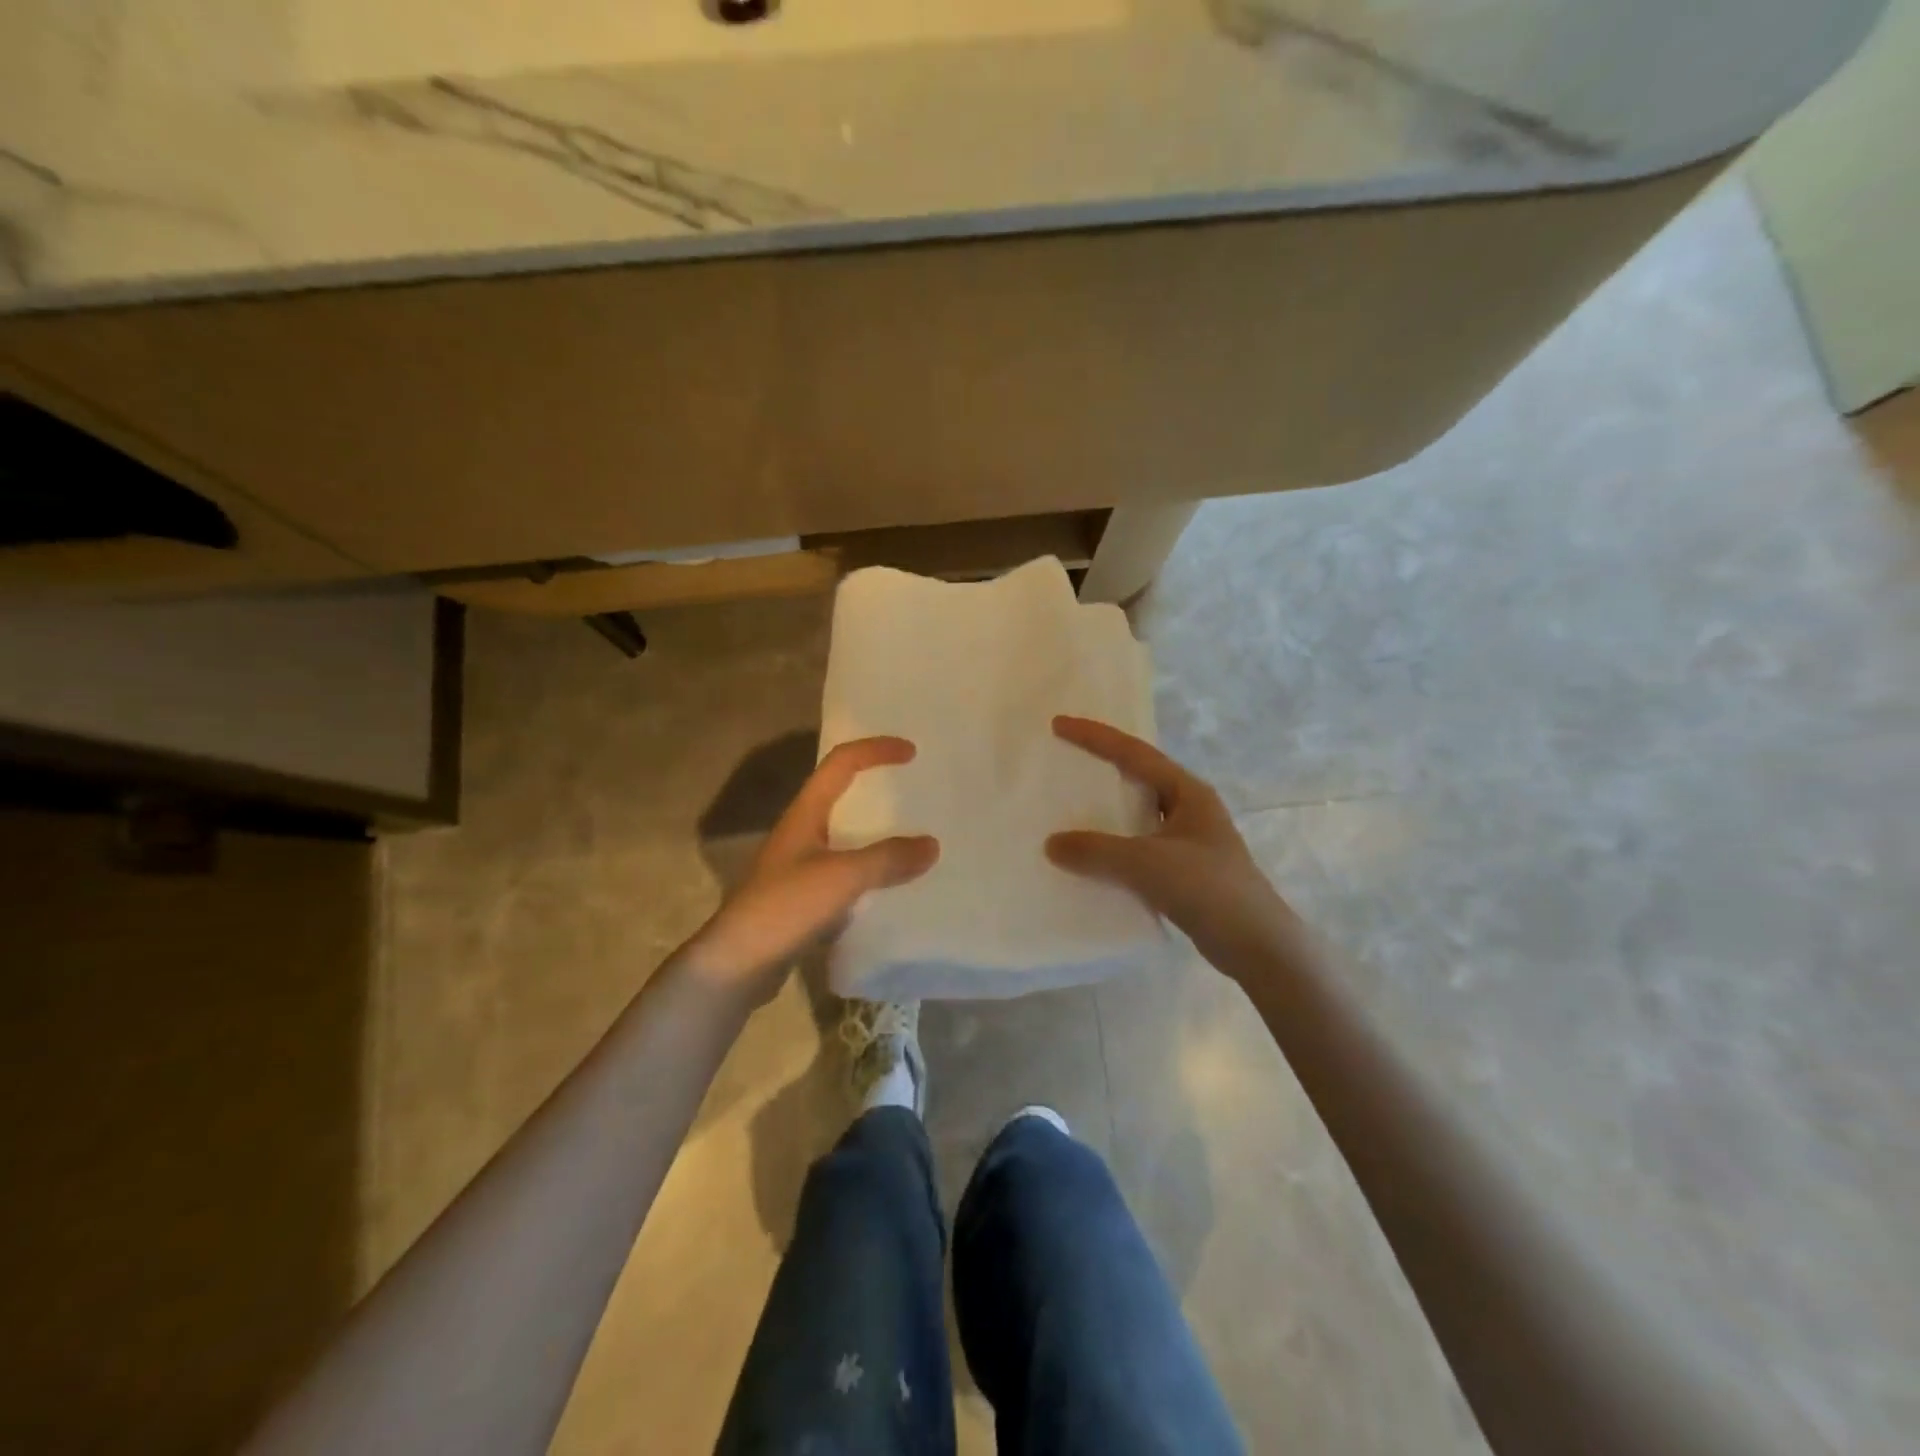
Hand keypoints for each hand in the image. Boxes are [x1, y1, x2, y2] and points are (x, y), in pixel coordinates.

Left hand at [684, 736, 938, 995]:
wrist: (737, 965)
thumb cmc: (784, 907)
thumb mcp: (841, 878)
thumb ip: (887, 859)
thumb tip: (932, 845)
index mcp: (805, 813)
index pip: (841, 763)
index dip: (875, 750)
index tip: (912, 752)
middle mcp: (802, 832)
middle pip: (843, 795)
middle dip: (879, 788)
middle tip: (917, 793)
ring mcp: (801, 866)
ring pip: (847, 836)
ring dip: (878, 833)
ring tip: (915, 838)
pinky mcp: (805, 898)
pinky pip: (847, 873)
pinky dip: (872, 871)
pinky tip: (894, 887)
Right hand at [1046, 716, 1296, 977]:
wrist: (1258, 946)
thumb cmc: (1208, 889)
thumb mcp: (1146, 864)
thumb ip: (1096, 851)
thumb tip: (1051, 844)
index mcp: (1188, 791)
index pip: (1134, 753)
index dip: (1094, 736)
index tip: (1058, 724)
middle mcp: (1190, 808)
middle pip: (1138, 776)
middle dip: (1101, 765)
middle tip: (1064, 759)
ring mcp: (1189, 840)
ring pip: (1138, 813)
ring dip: (1107, 808)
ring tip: (1070, 805)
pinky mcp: (1184, 871)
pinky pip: (1139, 845)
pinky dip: (1114, 845)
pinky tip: (1092, 857)